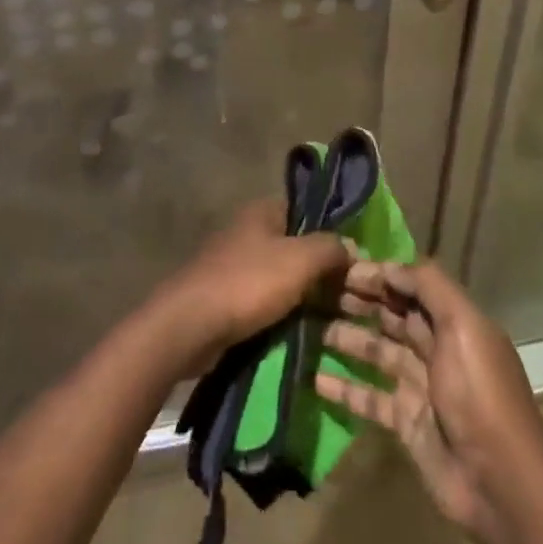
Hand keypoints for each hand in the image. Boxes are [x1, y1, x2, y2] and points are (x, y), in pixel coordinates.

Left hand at [148, 200, 349, 376]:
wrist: (189, 326)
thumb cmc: (247, 283)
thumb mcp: (299, 260)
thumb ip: (329, 248)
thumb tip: (350, 246)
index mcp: (261, 211)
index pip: (305, 211)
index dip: (330, 232)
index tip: (353, 260)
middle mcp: (246, 231)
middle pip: (293, 246)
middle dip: (319, 270)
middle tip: (349, 296)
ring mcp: (231, 264)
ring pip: (279, 276)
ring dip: (301, 296)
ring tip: (332, 319)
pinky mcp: (223, 297)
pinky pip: (261, 300)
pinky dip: (280, 313)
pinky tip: (300, 332)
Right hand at [315, 260, 542, 543]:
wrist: (501, 482)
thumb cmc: (479, 393)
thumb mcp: (462, 326)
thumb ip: (428, 287)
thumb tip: (388, 265)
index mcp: (453, 321)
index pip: (409, 286)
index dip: (378, 274)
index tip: (340, 266)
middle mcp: (436, 348)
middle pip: (391, 316)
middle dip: (358, 301)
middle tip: (316, 290)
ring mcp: (419, 386)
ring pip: (376, 352)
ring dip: (347, 338)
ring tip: (310, 326)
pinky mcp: (406, 422)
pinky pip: (369, 397)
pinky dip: (344, 388)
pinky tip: (315, 379)